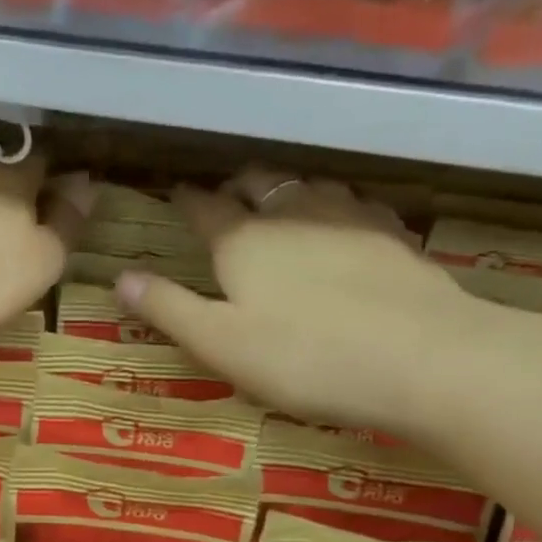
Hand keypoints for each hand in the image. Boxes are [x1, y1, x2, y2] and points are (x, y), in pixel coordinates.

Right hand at [114, 169, 539, 438]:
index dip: (186, 200)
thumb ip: (169, 308)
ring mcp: (348, 218)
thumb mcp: (219, 344)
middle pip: (258, 184)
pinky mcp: (392, 235)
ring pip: (308, 184)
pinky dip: (336, 203)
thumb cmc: (303, 357)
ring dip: (286, 187)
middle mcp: (291, 215)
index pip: (204, 208)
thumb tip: (119, 277)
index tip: (175, 193)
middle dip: (236, 185)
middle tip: (225, 195)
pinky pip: (355, 203)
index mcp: (242, 242)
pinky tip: (343, 217)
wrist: (422, 358)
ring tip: (279, 198)